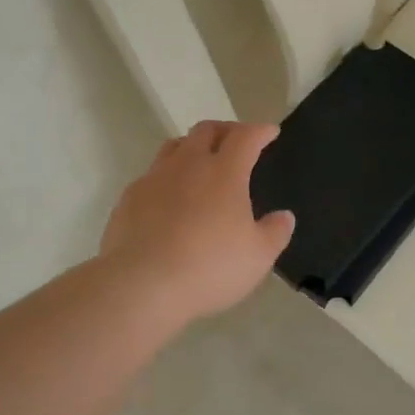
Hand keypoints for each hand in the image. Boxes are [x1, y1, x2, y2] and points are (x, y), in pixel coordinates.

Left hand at [98, 120, 295, 326]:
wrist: (142, 284)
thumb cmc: (209, 267)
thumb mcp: (257, 257)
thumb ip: (275, 232)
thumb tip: (284, 216)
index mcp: (224, 172)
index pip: (245, 137)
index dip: (260, 131)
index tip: (270, 131)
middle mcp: (188, 164)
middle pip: (206, 130)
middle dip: (225, 130)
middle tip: (236, 140)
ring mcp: (154, 178)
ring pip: (174, 146)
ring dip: (192, 146)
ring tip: (200, 161)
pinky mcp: (130, 197)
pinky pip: (152, 175)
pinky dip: (167, 176)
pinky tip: (169, 198)